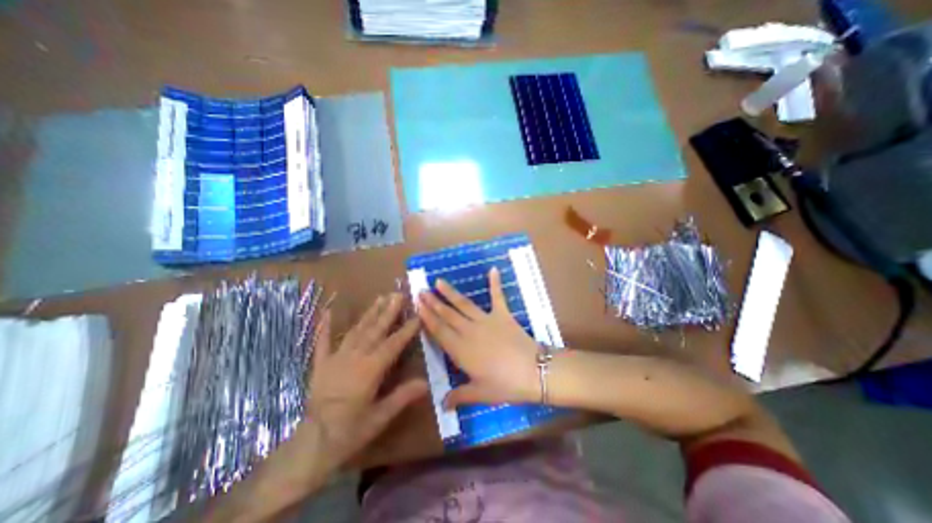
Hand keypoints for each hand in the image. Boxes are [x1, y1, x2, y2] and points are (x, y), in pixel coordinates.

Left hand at [308, 294, 426, 469]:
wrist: (311, 445)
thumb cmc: (350, 432)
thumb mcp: (381, 417)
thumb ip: (403, 396)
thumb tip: (426, 383)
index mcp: (371, 369)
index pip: (394, 343)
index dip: (407, 329)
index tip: (418, 314)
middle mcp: (355, 357)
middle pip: (375, 329)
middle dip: (388, 311)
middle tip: (397, 294)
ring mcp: (336, 358)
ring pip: (357, 330)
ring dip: (369, 313)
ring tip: (379, 298)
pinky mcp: (321, 364)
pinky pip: (323, 342)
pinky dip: (324, 326)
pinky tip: (326, 311)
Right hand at [420, 267, 544, 410]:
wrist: (533, 371)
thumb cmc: (505, 385)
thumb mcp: (480, 394)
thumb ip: (459, 396)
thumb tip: (443, 405)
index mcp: (460, 350)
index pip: (438, 331)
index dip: (427, 317)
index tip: (417, 305)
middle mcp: (469, 331)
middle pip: (447, 315)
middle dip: (432, 302)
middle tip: (421, 291)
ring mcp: (486, 320)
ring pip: (463, 304)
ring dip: (450, 293)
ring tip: (439, 281)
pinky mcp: (502, 315)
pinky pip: (497, 296)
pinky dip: (495, 283)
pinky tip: (493, 269)